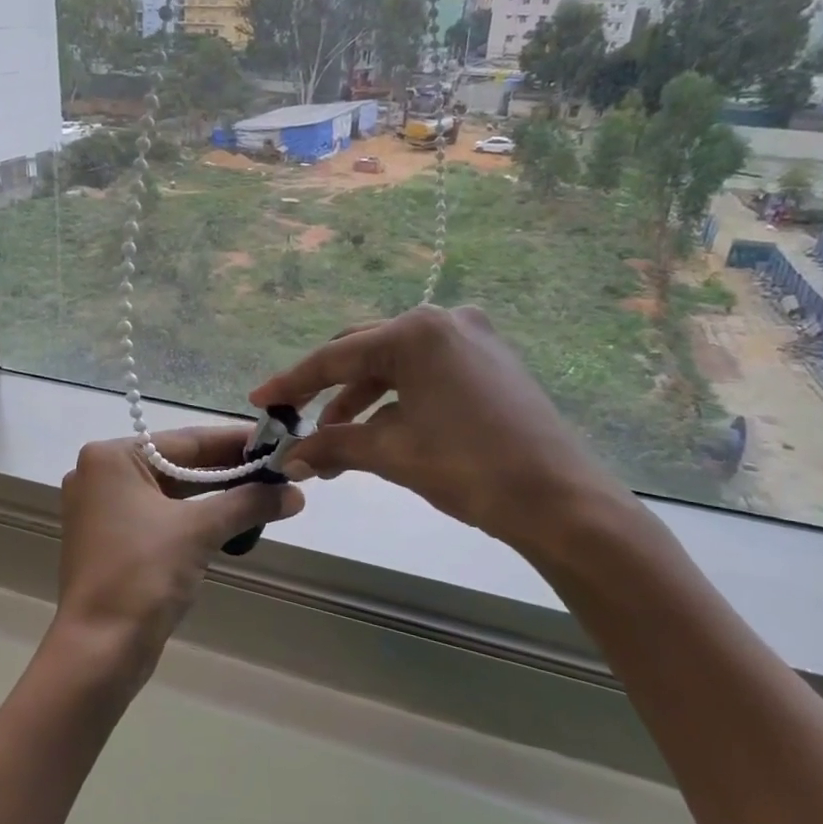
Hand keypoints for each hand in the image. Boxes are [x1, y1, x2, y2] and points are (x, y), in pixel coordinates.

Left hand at [54, 427, 303, 693]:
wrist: (99, 649)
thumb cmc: (143, 575)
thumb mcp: (200, 530)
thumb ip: (248, 503)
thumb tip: (296, 492)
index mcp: (112, 458)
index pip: (186, 441)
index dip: (235, 442)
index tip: (276, 439)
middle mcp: (100, 475)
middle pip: (178, 464)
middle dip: (229, 470)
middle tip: (279, 469)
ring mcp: (102, 509)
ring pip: (171, 493)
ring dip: (216, 496)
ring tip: (266, 492)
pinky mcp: (110, 540)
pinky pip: (160, 516)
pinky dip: (194, 517)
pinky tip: (232, 520)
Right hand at [250, 305, 635, 557]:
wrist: (561, 502)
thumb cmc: (470, 467)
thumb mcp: (392, 453)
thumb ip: (333, 446)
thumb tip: (290, 459)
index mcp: (418, 332)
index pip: (338, 356)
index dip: (294, 382)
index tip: (261, 399)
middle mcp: (445, 322)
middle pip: (365, 353)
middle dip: (327, 391)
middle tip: (295, 422)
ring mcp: (473, 339)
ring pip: (395, 365)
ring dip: (360, 401)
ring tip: (334, 444)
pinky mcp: (490, 362)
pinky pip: (425, 375)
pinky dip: (395, 401)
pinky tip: (377, 432)